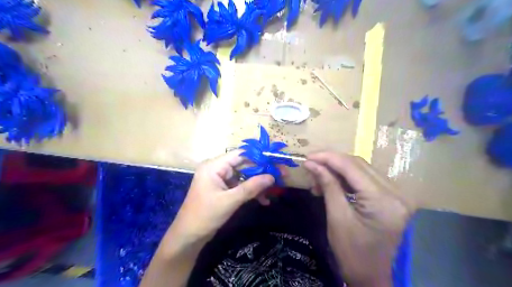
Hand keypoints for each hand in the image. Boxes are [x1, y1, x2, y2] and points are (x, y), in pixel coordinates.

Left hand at [168, 151, 273, 243]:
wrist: (188, 236)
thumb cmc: (205, 216)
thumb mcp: (230, 201)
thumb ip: (251, 187)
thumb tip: (272, 177)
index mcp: (214, 166)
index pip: (240, 154)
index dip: (259, 157)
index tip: (275, 161)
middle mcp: (217, 168)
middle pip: (243, 165)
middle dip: (261, 172)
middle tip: (280, 176)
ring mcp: (220, 179)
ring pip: (244, 176)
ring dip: (257, 184)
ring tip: (273, 191)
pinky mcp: (223, 188)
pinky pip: (240, 185)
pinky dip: (250, 191)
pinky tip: (263, 200)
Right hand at [303, 151, 414, 285]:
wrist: (370, 276)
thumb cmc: (352, 252)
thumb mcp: (336, 217)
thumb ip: (327, 185)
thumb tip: (311, 163)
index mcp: (384, 200)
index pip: (352, 167)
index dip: (328, 158)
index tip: (308, 156)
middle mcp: (396, 192)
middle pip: (359, 164)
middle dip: (332, 162)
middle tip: (311, 164)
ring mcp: (397, 194)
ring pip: (361, 169)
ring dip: (338, 169)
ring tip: (318, 177)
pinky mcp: (392, 197)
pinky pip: (365, 178)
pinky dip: (346, 178)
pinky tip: (332, 182)